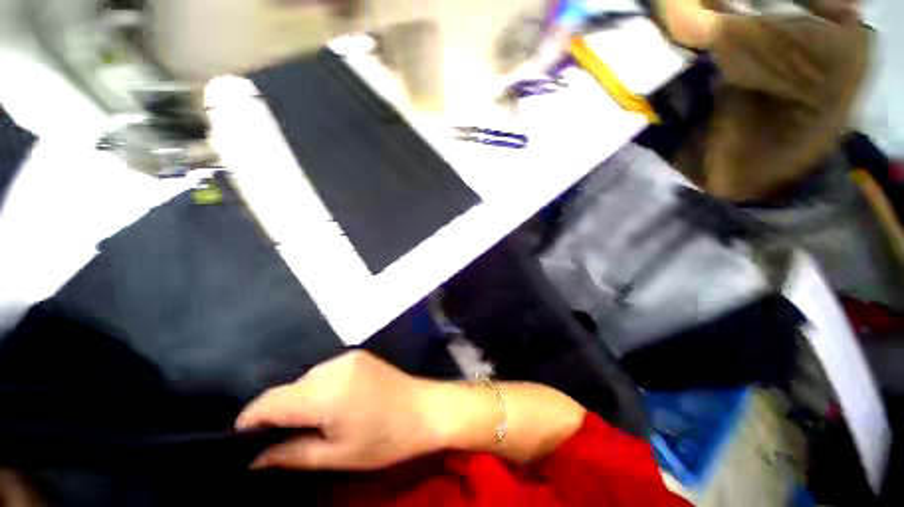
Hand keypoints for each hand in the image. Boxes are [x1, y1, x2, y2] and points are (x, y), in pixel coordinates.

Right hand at [236, 350, 441, 470]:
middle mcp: (332, 367)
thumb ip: (290, 454)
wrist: (425, 408)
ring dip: (299, 400)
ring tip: (308, 424)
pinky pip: (325, 372)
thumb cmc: (385, 439)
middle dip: (276, 413)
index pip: (270, 402)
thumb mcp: (337, 455)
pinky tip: (330, 404)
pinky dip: (317, 388)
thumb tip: (253, 458)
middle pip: (288, 389)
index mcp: (325, 391)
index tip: (241, 442)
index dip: (249, 421)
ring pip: (305, 379)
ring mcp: (347, 357)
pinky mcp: (358, 355)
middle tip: (278, 440)